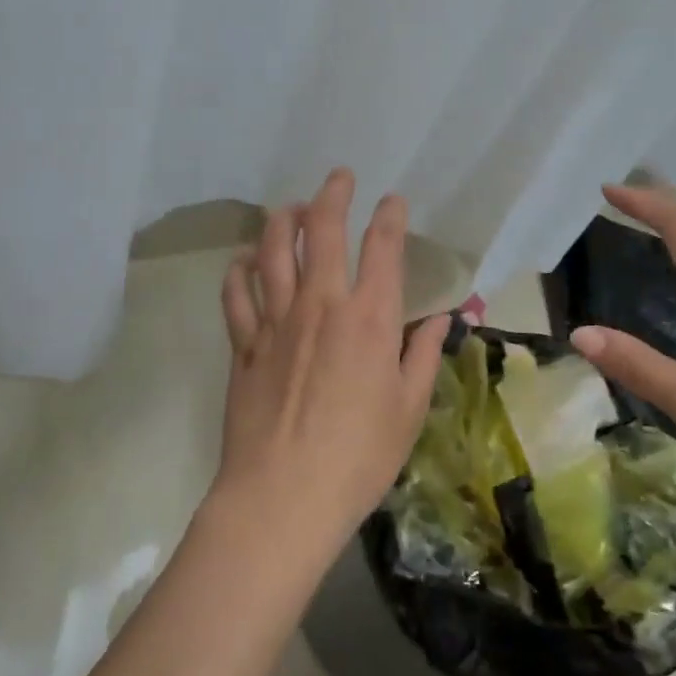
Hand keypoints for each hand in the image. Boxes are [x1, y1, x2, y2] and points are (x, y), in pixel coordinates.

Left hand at [212, 167, 452, 562]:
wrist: (282, 497)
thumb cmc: (358, 458)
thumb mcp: (408, 410)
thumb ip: (422, 355)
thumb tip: (439, 317)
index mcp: (369, 319)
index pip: (382, 248)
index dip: (389, 216)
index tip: (392, 201)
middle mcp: (321, 305)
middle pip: (321, 231)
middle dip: (332, 195)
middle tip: (338, 177)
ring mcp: (276, 321)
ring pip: (271, 251)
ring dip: (280, 220)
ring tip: (289, 208)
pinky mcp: (244, 344)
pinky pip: (236, 294)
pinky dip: (238, 270)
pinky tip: (242, 261)